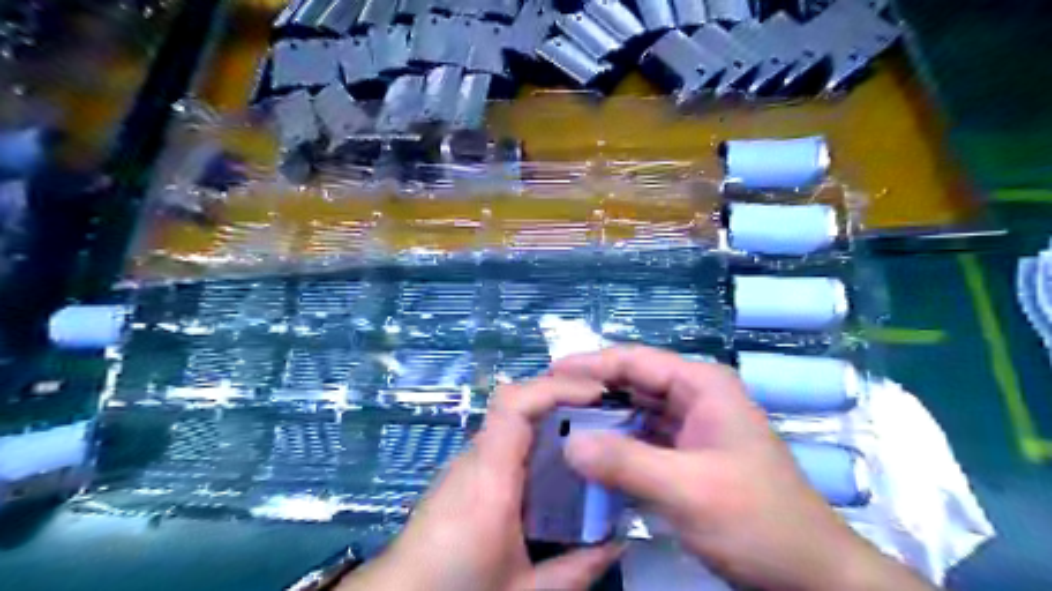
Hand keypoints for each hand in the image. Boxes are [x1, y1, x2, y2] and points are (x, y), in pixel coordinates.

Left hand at [338, 378, 621, 589]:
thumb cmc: (455, 587)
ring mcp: (467, 461)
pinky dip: (535, 433)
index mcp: (490, 478)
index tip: (595, 393)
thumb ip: (575, 569)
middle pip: (516, 402)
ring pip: (511, 418)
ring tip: (590, 427)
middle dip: (560, 394)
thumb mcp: (523, 590)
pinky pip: (505, 438)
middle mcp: (476, 457)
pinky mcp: (464, 471)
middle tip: (604, 407)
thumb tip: (618, 542)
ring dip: (549, 412)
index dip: (554, 387)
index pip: (514, 405)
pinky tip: (556, 457)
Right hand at [552, 346, 927, 590]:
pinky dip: (617, 445)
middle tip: (547, 405)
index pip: (634, 360)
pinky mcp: (687, 454)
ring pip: (635, 412)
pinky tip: (590, 457)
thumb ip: (625, 463)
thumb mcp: (687, 490)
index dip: (590, 363)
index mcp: (701, 384)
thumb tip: (568, 443)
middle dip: (591, 392)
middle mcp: (695, 396)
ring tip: (559, 427)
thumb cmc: (757, 520)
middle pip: (632, 383)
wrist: (808, 572)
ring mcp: (691, 426)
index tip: (549, 375)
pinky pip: (643, 439)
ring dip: (601, 420)